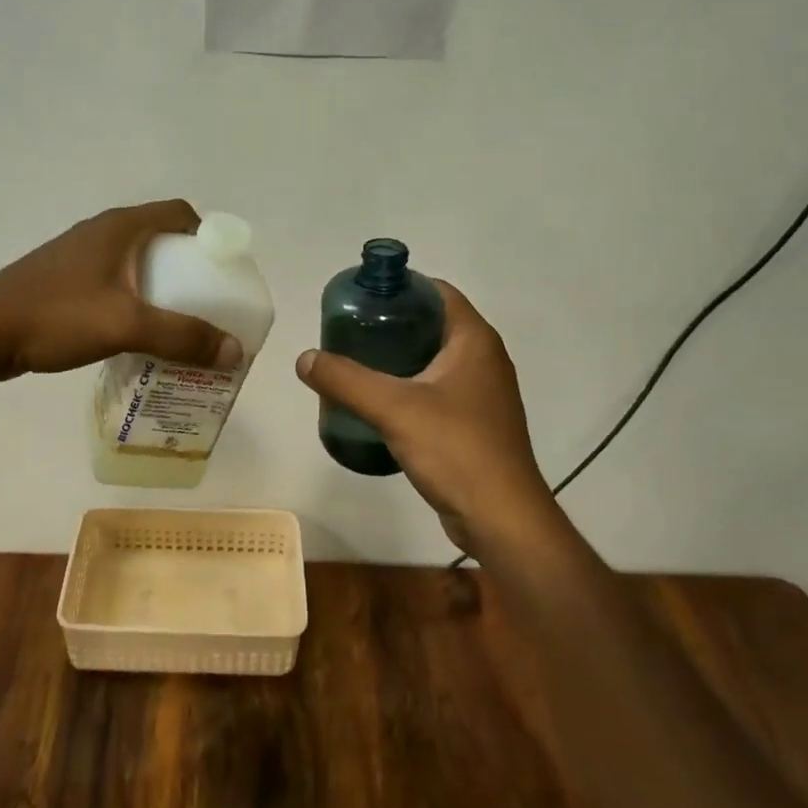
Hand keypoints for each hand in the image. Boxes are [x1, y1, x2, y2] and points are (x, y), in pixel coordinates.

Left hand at [0, 201, 242, 379]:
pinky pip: (114, 282)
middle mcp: (102, 232)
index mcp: (120, 227)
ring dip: (161, 286)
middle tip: (208, 304)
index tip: (223, 272)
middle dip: (189, 268)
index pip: (180, 213)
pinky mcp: (64, 280)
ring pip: (136, 263)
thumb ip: (182, 337)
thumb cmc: (57, 316)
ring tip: (178, 323)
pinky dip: (135, 299)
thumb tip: (235, 351)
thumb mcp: (126, 325)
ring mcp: (79, 256)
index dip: (208, 236)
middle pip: (161, 240)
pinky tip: (137, 332)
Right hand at [295, 281, 546, 550]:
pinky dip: (408, 387)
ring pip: (433, 360)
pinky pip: (436, 390)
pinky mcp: (475, 423)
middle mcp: (484, 359)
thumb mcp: (393, 409)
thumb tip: (305, 358)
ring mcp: (483, 393)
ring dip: (397, 358)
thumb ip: (345, 379)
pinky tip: (378, 403)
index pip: (436, 292)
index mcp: (474, 340)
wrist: (502, 520)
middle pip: (431, 324)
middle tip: (348, 332)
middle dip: (390, 324)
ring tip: (355, 363)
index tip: (360, 297)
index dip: (399, 287)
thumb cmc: (456, 450)